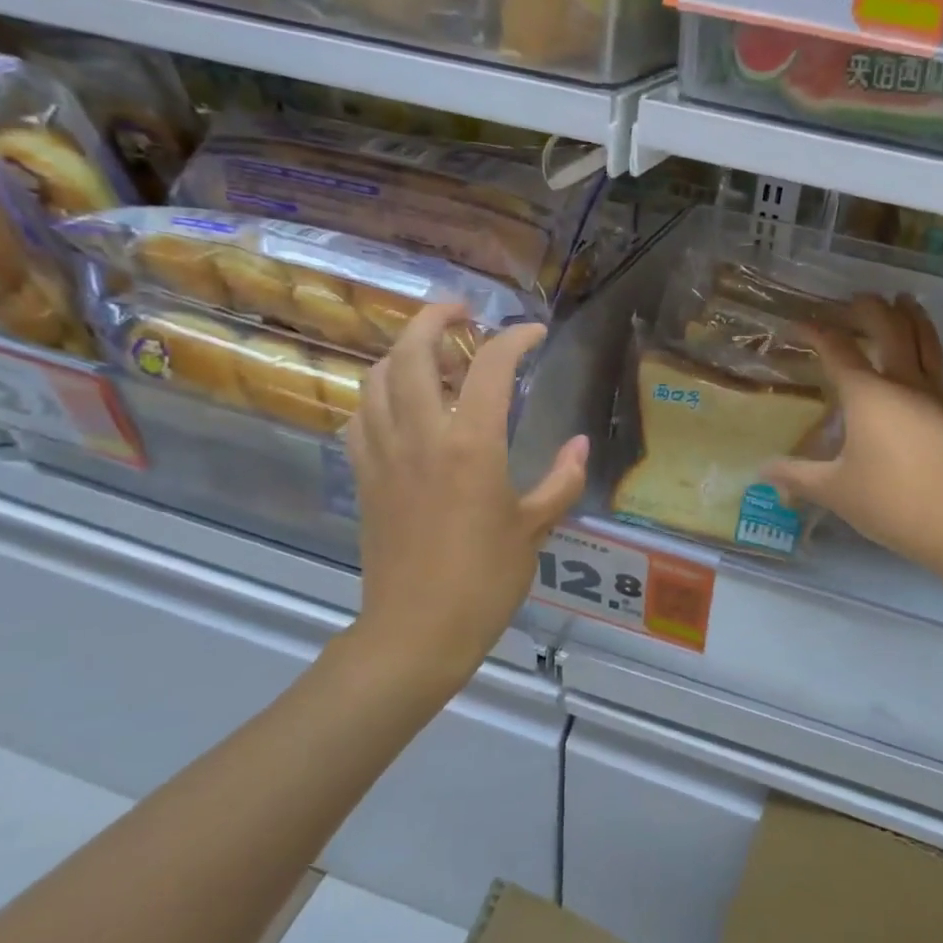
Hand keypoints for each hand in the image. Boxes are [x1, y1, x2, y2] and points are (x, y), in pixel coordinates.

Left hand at [344, 305, 587, 693]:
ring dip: (403, 351)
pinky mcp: (363, 476)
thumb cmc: (485, 581)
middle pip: (413, 352)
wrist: (416, 631)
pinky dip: (379, 395)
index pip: (491, 367)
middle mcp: (421, 435)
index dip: (514, 339)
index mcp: (471, 445)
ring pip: (378, 378)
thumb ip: (561, 481)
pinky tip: (399, 404)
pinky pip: (361, 416)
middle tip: (459, 311)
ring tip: (431, 352)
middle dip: (435, 318)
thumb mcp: (535, 529)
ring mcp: (384, 453)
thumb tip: (581, 446)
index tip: (534, 334)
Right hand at [763, 294, 942, 572]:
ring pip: (928, 344)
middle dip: (872, 310)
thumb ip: (795, 476)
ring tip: (904, 300)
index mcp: (866, 395)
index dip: (817, 333)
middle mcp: (903, 384)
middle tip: (859, 298)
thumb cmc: (886, 502)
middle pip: (889, 332)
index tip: (800, 325)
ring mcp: (937, 396)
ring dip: (915, 318)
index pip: (837, 351)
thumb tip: (762, 471)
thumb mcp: (832, 490)